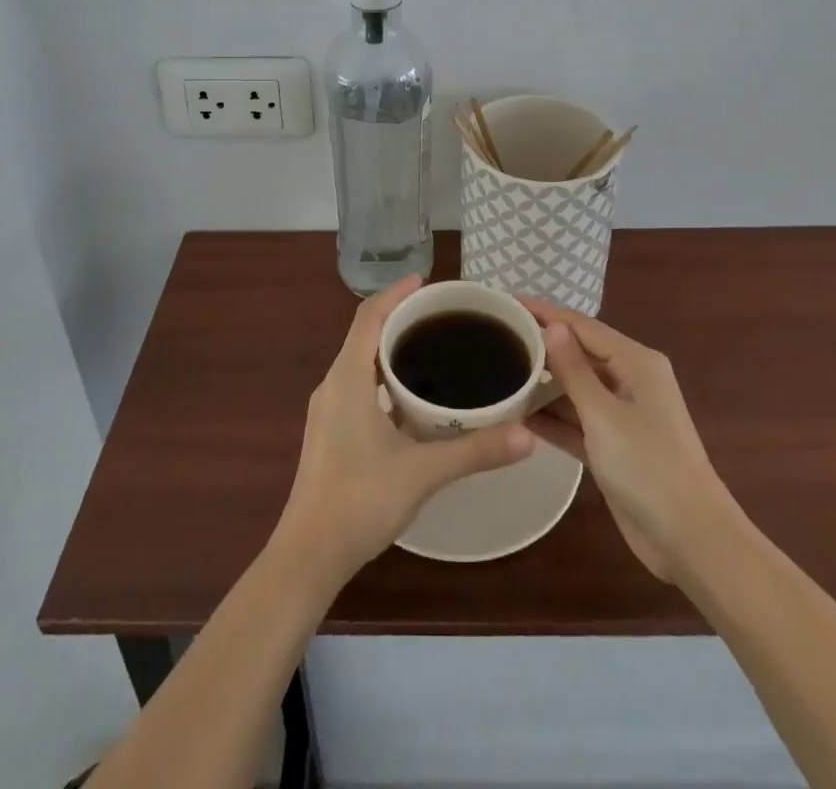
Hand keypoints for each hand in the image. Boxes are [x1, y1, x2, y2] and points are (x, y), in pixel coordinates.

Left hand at [278, 275, 534, 579]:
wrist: (308, 555)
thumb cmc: (360, 500)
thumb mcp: (423, 472)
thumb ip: (475, 450)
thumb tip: (527, 435)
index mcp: (347, 378)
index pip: (369, 317)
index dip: (395, 293)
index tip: (426, 281)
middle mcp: (333, 385)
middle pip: (364, 335)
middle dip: (399, 318)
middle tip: (441, 316)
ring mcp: (327, 411)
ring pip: (360, 363)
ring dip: (390, 350)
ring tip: (432, 350)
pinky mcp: (329, 433)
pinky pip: (357, 387)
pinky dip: (383, 378)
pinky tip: (412, 400)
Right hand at [520, 297, 742, 580]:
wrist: (691, 539)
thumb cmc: (648, 466)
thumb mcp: (604, 414)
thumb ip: (574, 369)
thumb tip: (553, 325)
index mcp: (635, 361)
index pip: (582, 325)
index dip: (545, 312)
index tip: (507, 303)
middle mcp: (630, 380)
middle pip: (578, 353)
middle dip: (541, 347)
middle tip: (496, 339)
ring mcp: (623, 415)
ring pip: (575, 388)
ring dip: (543, 385)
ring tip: (499, 375)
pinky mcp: (614, 446)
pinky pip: (578, 420)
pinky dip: (553, 418)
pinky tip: (517, 416)